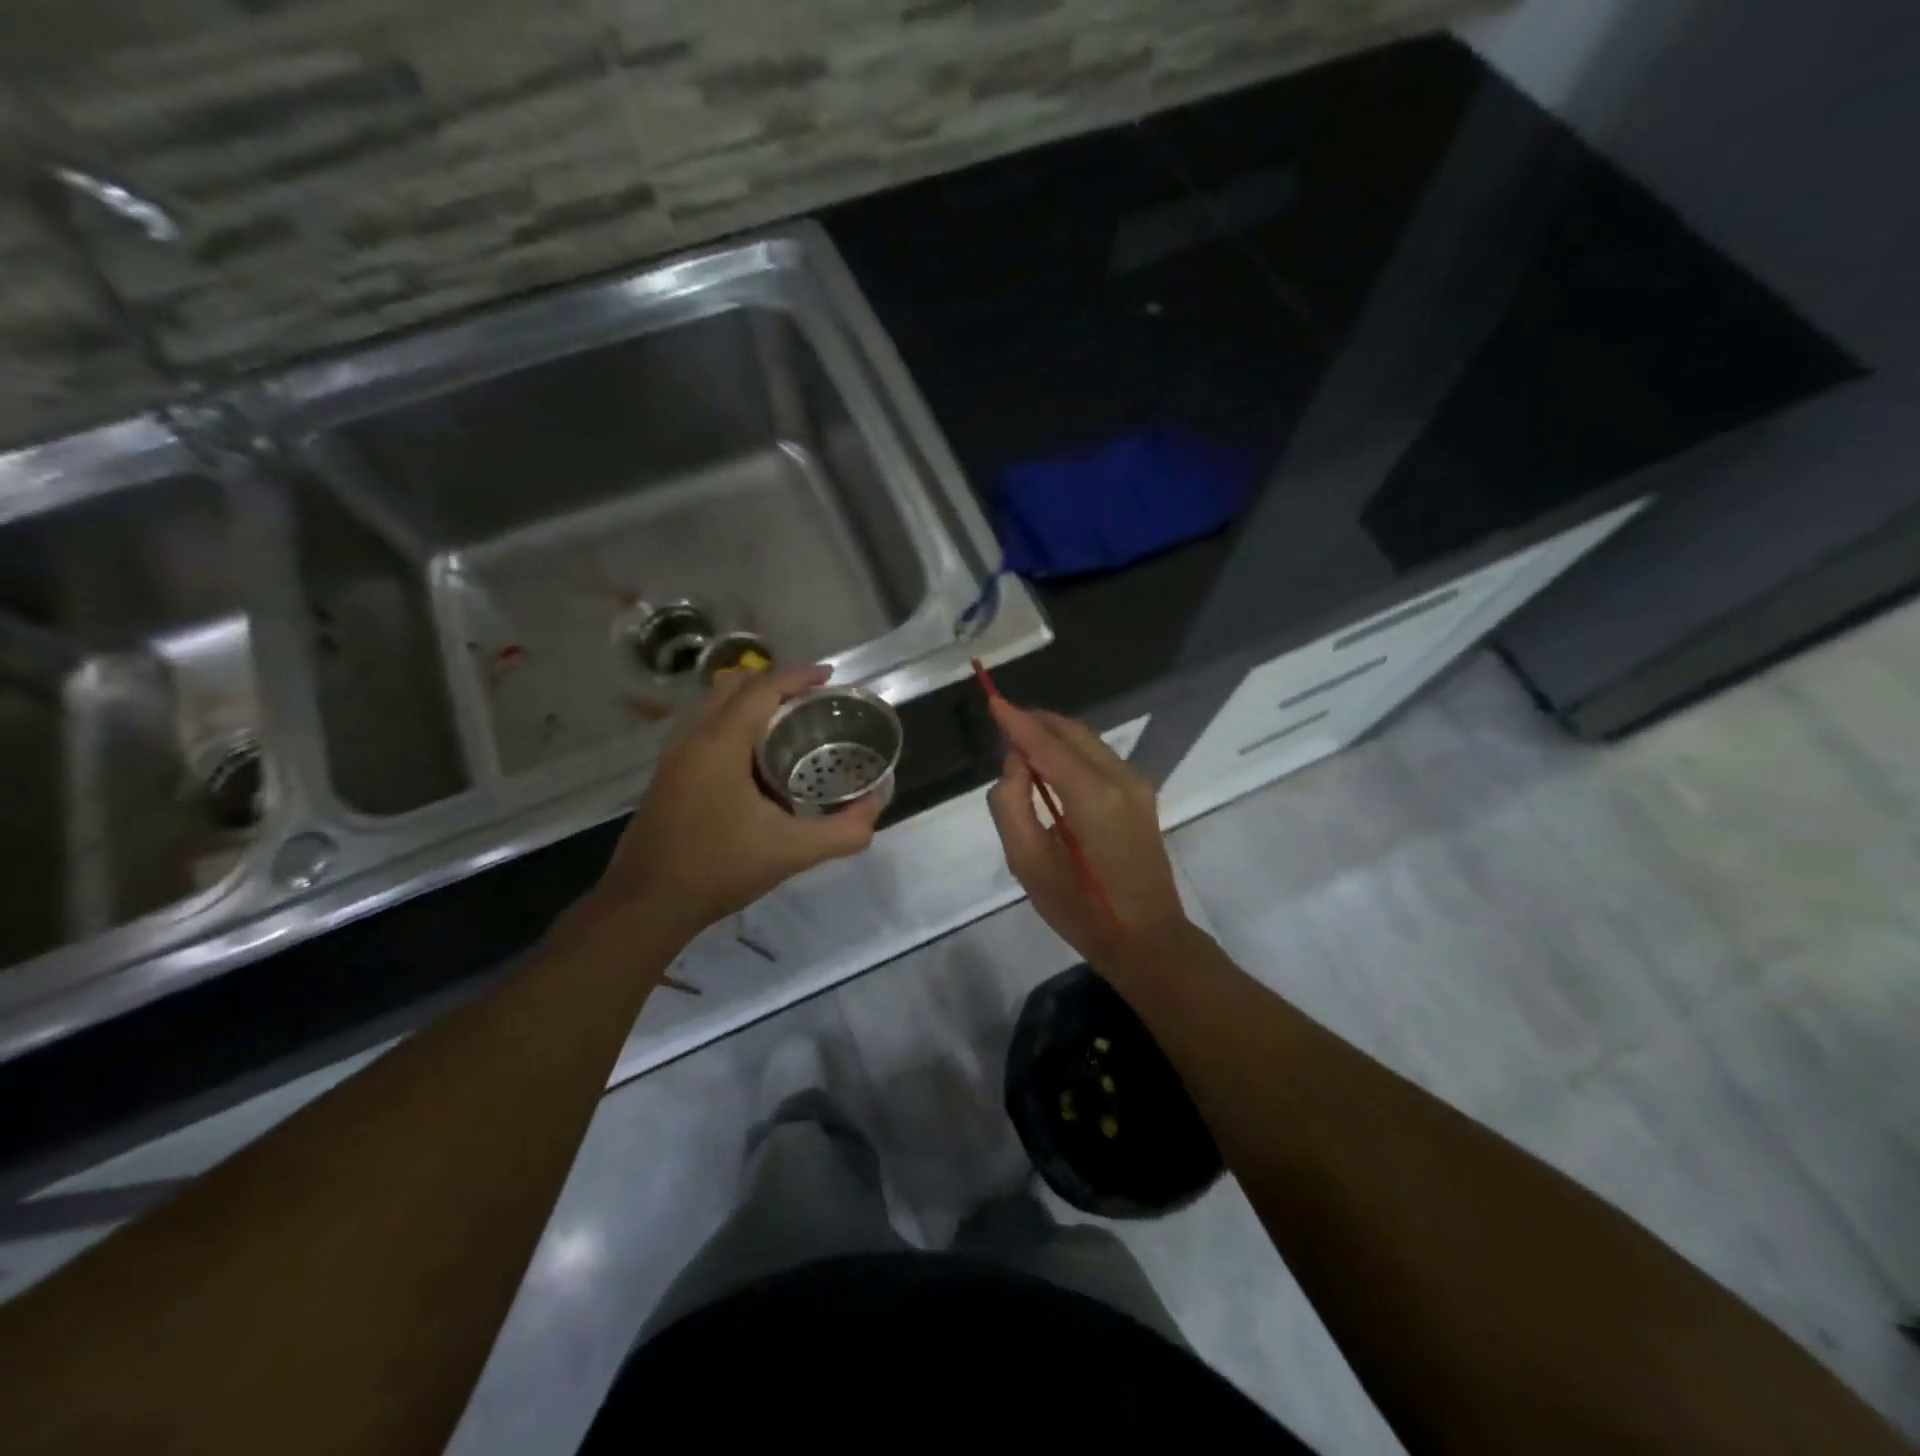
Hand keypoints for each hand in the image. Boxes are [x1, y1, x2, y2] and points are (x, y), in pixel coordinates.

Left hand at [590, 665, 881, 937]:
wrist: (647, 904)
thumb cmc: (719, 868)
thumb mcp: (792, 851)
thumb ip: (843, 831)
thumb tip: (876, 807)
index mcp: (720, 744)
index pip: (762, 689)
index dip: (798, 676)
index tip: (830, 676)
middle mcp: (692, 738)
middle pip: (733, 687)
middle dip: (774, 683)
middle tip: (811, 698)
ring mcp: (673, 757)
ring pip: (712, 706)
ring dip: (749, 702)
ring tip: (785, 721)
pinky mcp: (666, 777)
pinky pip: (702, 728)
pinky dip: (731, 723)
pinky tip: (752, 758)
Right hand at [986, 698, 1190, 972]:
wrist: (1147, 938)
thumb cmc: (1080, 908)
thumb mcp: (1027, 862)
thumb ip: (1011, 804)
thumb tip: (1014, 763)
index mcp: (1091, 795)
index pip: (1045, 743)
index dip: (1016, 720)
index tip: (991, 699)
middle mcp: (1119, 777)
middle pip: (1070, 732)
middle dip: (1035, 723)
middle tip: (1001, 726)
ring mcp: (1136, 784)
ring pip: (1087, 740)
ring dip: (1053, 736)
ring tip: (1020, 747)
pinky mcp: (1141, 793)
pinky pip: (1099, 756)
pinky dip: (1071, 751)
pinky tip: (1051, 767)